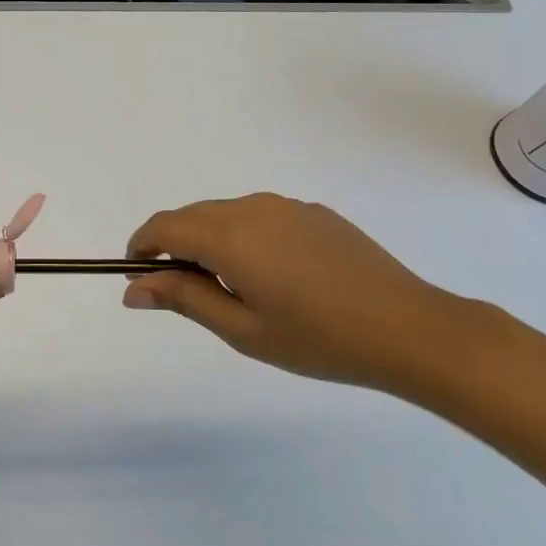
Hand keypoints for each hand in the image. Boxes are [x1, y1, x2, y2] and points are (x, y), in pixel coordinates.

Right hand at [123, 193, 474, 392]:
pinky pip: (259, 216)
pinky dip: (243, 237)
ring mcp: (287, 206)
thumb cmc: (318, 338)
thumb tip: (133, 287)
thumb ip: (183, 299)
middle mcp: (253, 208)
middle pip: (192, 216)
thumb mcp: (242, 329)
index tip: (139, 277)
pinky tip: (271, 276)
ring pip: (226, 214)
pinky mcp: (314, 213)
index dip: (142, 247)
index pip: (164, 226)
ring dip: (209, 241)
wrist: (411, 329)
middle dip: (173, 246)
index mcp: (230, 236)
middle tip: (182, 293)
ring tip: (230, 289)